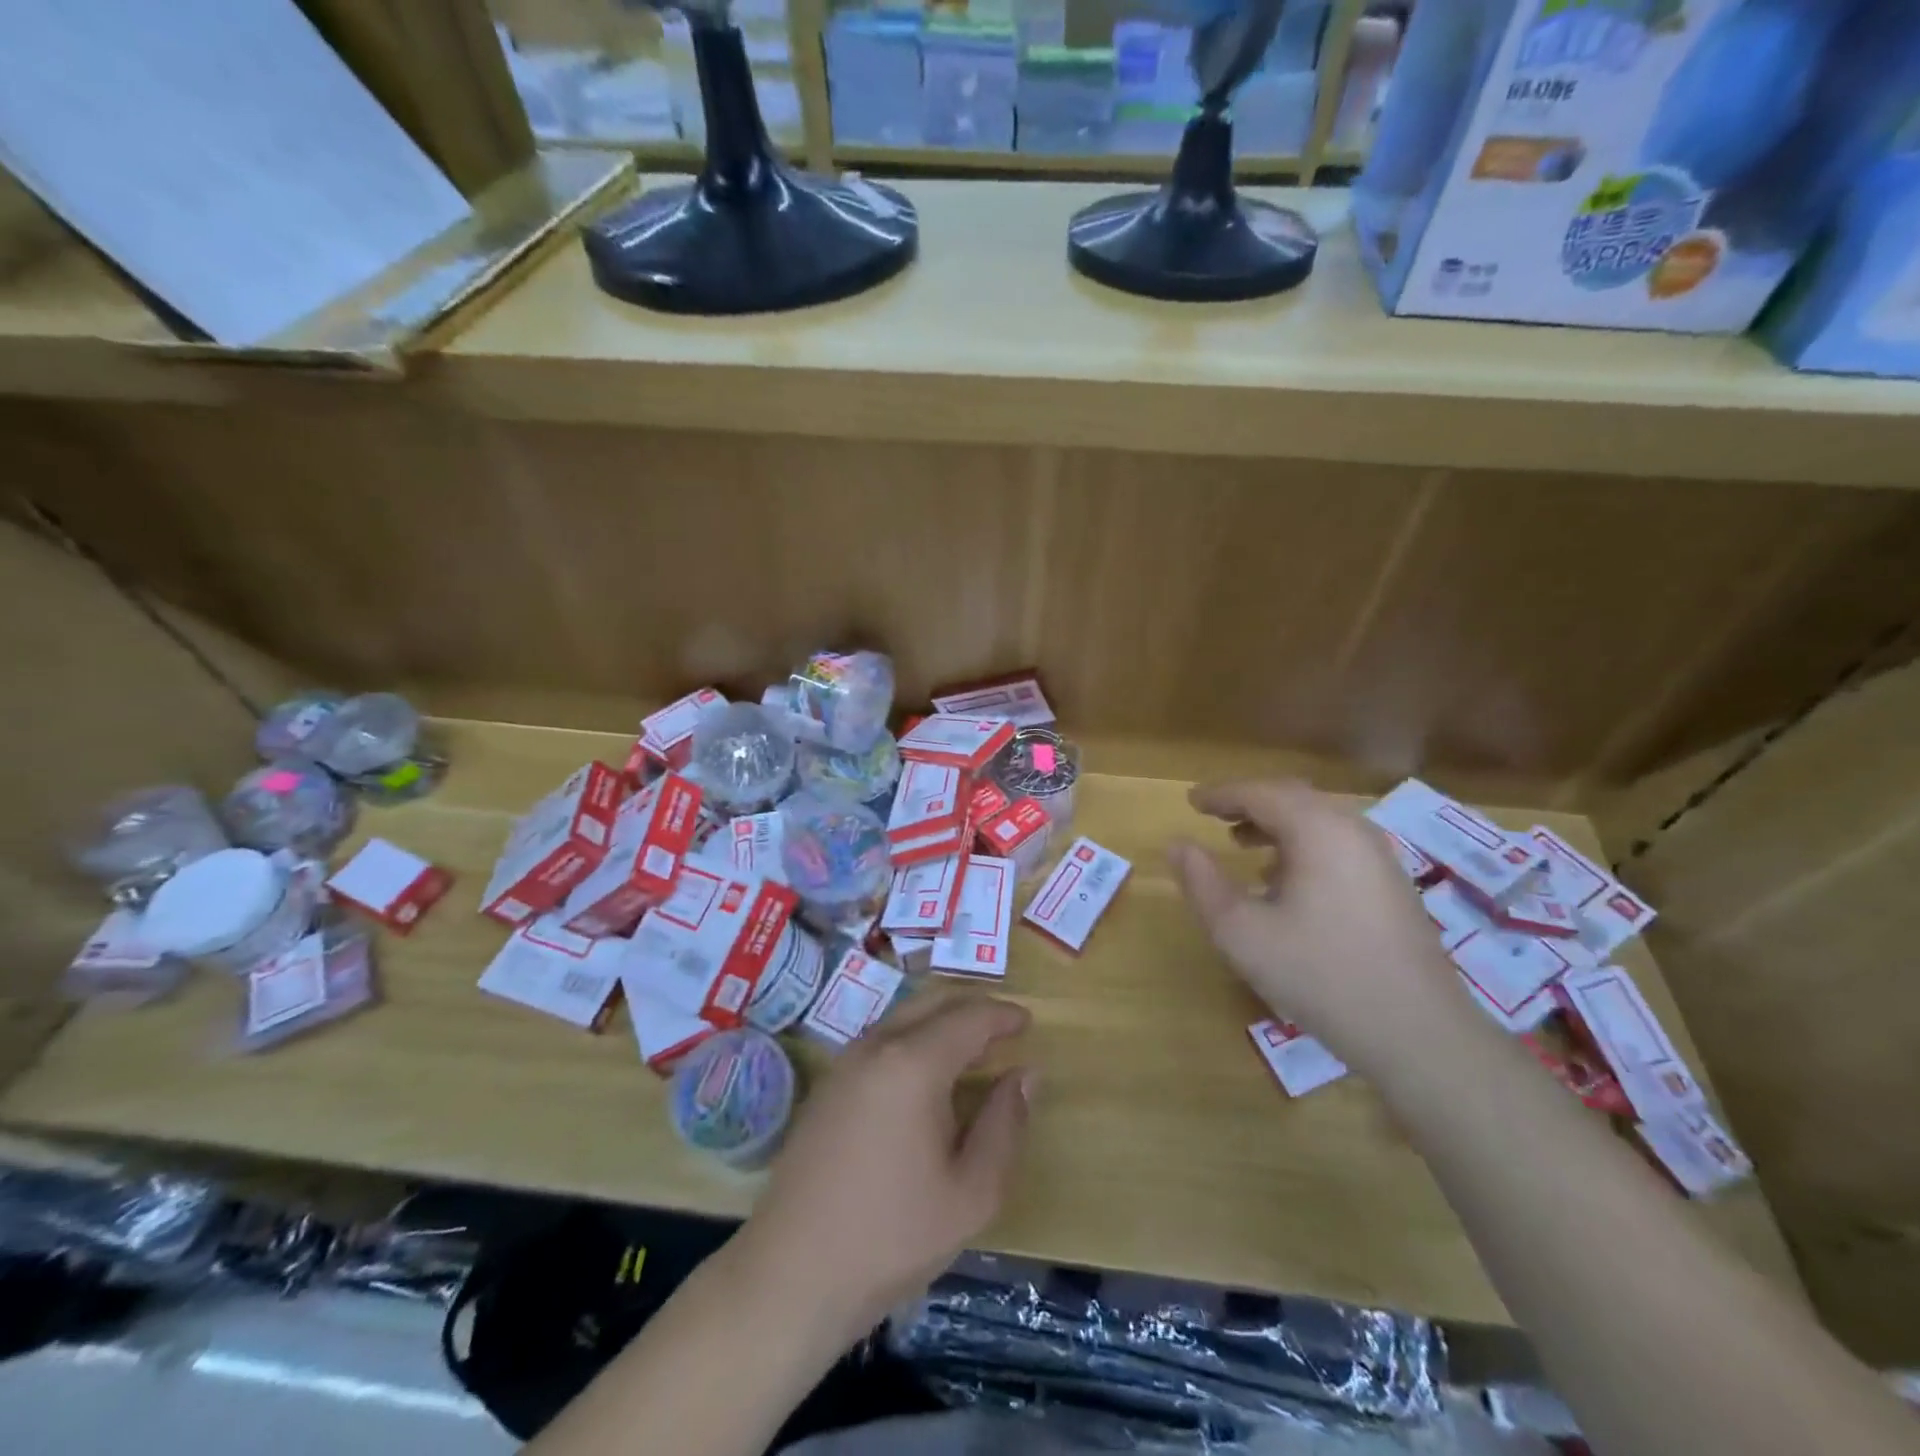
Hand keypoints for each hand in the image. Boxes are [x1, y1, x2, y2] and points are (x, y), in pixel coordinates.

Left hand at [739, 993, 1032, 1340]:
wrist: (791, 1275)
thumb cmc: (891, 1237)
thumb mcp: (971, 1193)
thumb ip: (1005, 1125)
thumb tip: (1025, 1074)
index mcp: (913, 1063)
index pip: (969, 1017)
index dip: (1003, 1015)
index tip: (1029, 1022)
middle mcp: (876, 1046)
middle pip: (932, 1003)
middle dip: (972, 1008)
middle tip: (1005, 1029)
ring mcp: (845, 1062)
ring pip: (903, 1017)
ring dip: (941, 1021)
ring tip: (972, 1049)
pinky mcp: (827, 1085)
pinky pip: (881, 1039)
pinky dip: (914, 1038)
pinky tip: (925, 1075)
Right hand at [1169, 779, 1473, 1072]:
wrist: (1419, 1034)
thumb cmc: (1320, 975)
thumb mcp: (1242, 933)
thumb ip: (1203, 884)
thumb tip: (1177, 845)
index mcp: (1318, 830)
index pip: (1260, 793)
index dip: (1221, 795)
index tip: (1191, 801)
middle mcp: (1353, 831)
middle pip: (1293, 799)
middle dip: (1250, 803)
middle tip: (1214, 816)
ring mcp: (1379, 859)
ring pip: (1318, 822)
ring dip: (1276, 826)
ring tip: (1241, 846)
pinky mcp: (1392, 887)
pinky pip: (1337, 846)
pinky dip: (1302, 847)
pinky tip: (1285, 883)